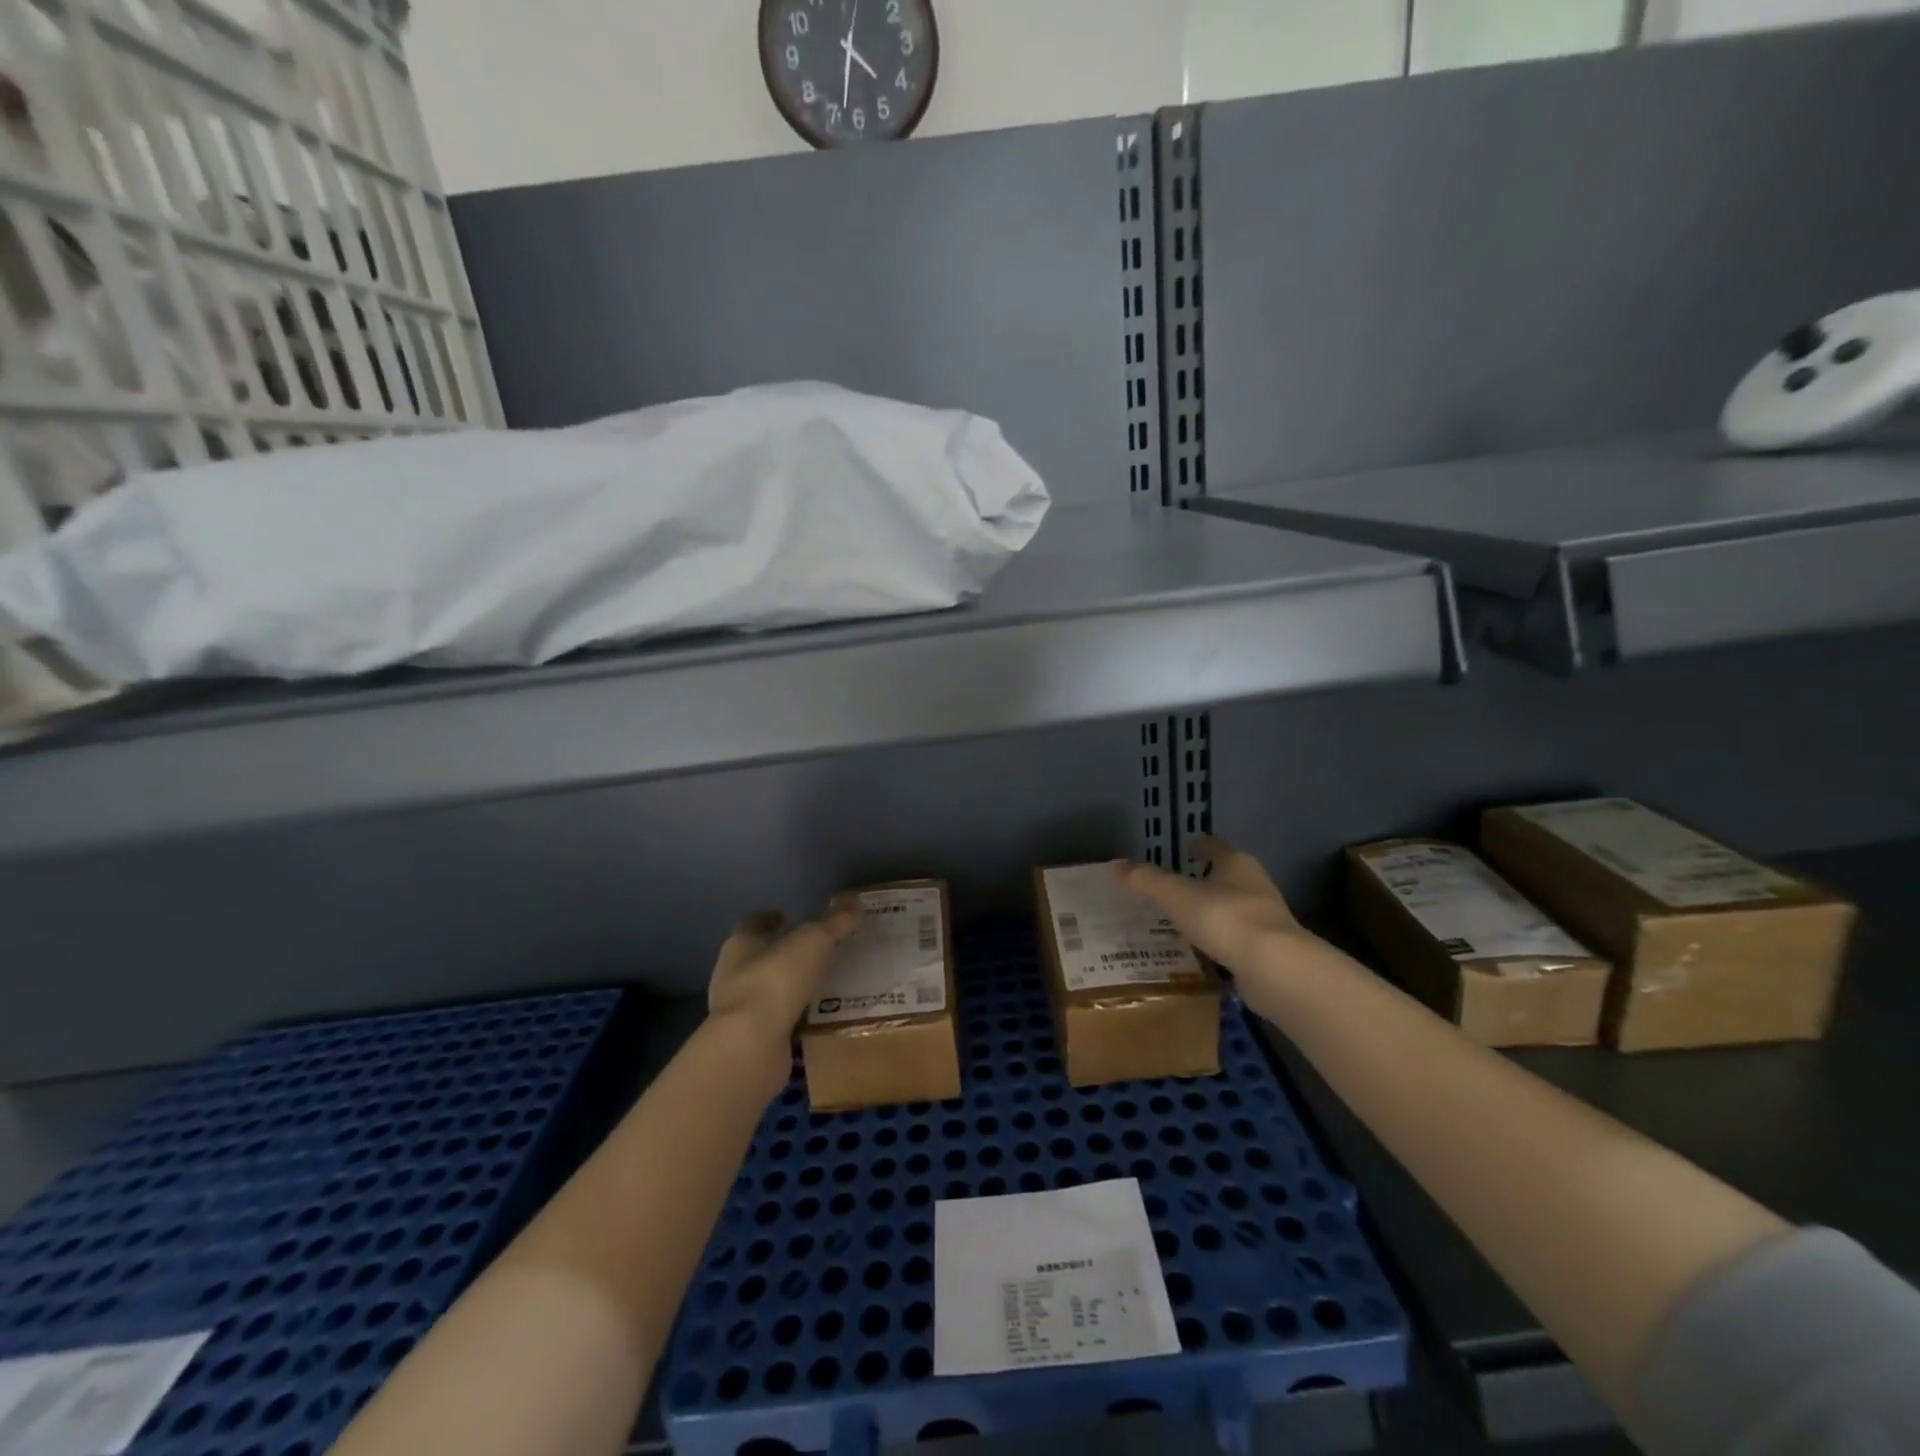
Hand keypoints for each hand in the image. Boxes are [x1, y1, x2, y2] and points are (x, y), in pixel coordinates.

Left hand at [707, 902, 859, 1078]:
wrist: (750, 1047)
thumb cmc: (776, 981)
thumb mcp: (813, 942)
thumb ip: (835, 922)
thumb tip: (856, 900)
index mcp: (740, 944)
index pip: (752, 923)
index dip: (770, 918)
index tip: (789, 916)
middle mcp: (733, 974)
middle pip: (759, 957)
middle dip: (784, 953)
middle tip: (817, 950)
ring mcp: (739, 1010)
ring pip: (768, 990)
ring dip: (791, 986)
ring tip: (823, 983)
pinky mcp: (750, 1039)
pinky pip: (776, 1021)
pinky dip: (794, 1017)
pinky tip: (817, 1016)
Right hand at [1120, 836, 1305, 975]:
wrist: (1274, 967)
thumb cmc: (1223, 917)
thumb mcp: (1175, 895)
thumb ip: (1146, 880)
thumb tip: (1116, 865)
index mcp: (1235, 862)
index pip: (1213, 846)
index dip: (1196, 847)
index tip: (1181, 852)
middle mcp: (1254, 883)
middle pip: (1224, 876)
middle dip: (1201, 882)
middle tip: (1171, 891)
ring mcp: (1265, 918)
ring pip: (1230, 909)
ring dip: (1210, 914)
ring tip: (1180, 924)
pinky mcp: (1269, 949)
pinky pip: (1236, 939)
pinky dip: (1219, 943)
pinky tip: (1200, 953)